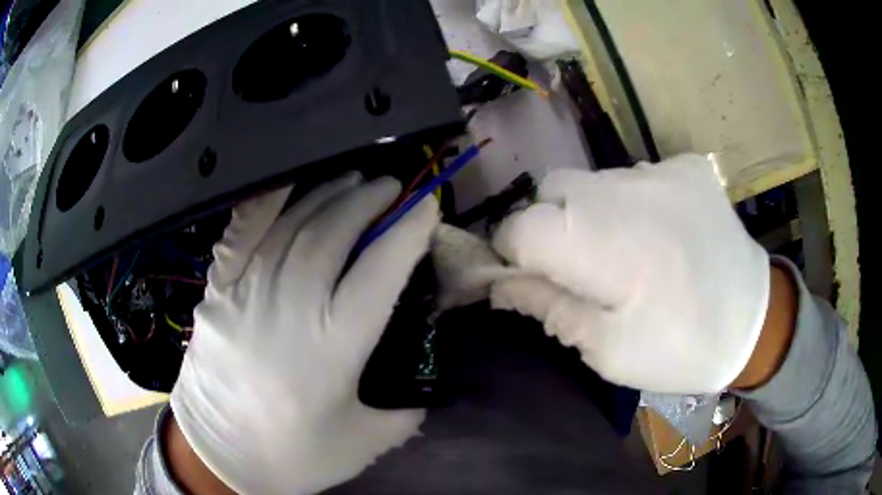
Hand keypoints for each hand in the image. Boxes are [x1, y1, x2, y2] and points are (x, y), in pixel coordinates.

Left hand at [170, 174, 438, 493]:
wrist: (218, 452)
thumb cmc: (292, 453)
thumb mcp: (363, 443)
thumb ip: (404, 413)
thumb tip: (426, 389)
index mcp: (334, 344)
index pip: (381, 269)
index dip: (408, 231)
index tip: (426, 206)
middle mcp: (291, 304)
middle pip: (335, 232)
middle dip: (369, 200)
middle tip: (390, 186)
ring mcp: (248, 290)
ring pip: (293, 224)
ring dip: (328, 194)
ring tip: (353, 180)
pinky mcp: (219, 288)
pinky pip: (242, 232)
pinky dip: (266, 202)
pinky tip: (287, 184)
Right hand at [490, 154, 769, 393]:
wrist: (757, 323)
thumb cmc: (683, 349)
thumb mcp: (609, 351)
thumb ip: (551, 308)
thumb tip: (502, 284)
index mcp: (603, 243)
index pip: (520, 227)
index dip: (514, 255)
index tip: (530, 281)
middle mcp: (627, 190)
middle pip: (552, 191)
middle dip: (550, 228)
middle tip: (580, 271)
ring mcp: (662, 170)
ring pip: (592, 180)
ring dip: (591, 214)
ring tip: (625, 253)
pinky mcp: (687, 168)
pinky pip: (635, 176)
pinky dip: (630, 202)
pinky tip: (657, 233)